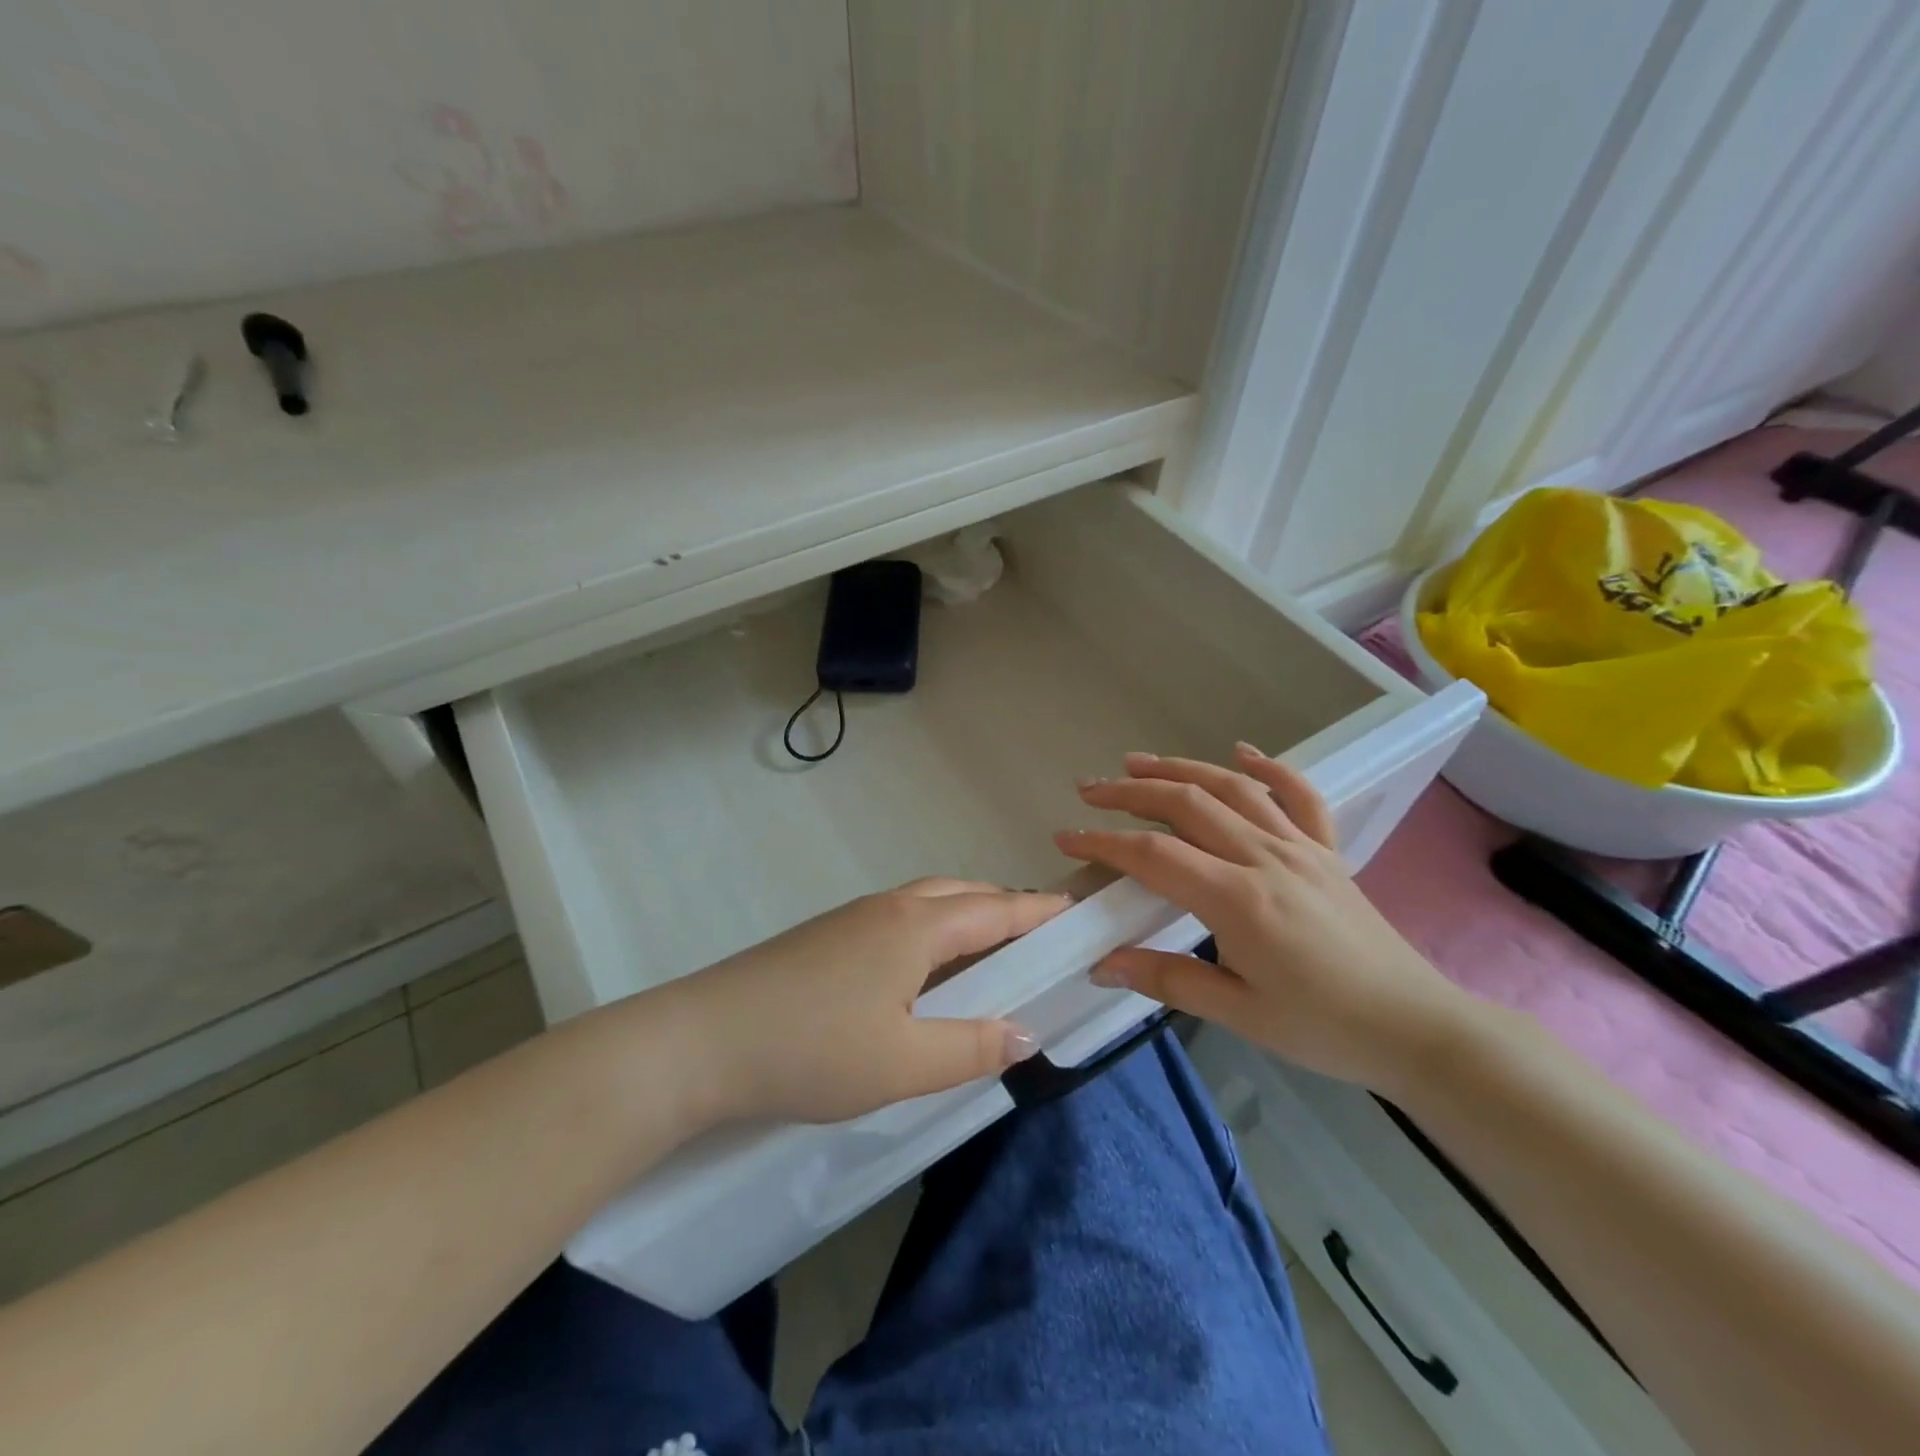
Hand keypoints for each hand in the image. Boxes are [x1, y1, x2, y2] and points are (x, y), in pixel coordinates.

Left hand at [661, 880, 1065, 1125]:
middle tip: (1037, 941)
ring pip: (927, 904)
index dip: (1040, 912)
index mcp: (916, 926)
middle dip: (1006, 909)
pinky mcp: (824, 937)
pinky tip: (922, 974)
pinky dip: (931, 933)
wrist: (700, 1042)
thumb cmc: (811, 1050)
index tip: (1078, 912)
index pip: (997, 909)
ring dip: (966, 918)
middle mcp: (888, 908)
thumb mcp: (903, 1063)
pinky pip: (898, 921)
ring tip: (988, 957)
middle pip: (962, 894)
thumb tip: (1024, 1035)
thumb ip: (970, 1048)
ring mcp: (851, 918)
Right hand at [1056, 745, 1474, 1093]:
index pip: (1154, 856)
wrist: (1416, 1027)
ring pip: (1233, 788)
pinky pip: (1299, 796)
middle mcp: (1266, 858)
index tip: (1067, 837)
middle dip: (1131, 792)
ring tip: (1139, 762)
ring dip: (1181, 769)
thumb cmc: (1323, 1028)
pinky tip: (1242, 752)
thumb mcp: (1239, 1013)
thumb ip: (1166, 979)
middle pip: (1186, 805)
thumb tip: (1100, 964)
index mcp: (1239, 900)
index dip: (1104, 842)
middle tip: (1090, 790)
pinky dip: (1269, 767)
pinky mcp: (1327, 851)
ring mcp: (1301, 848)